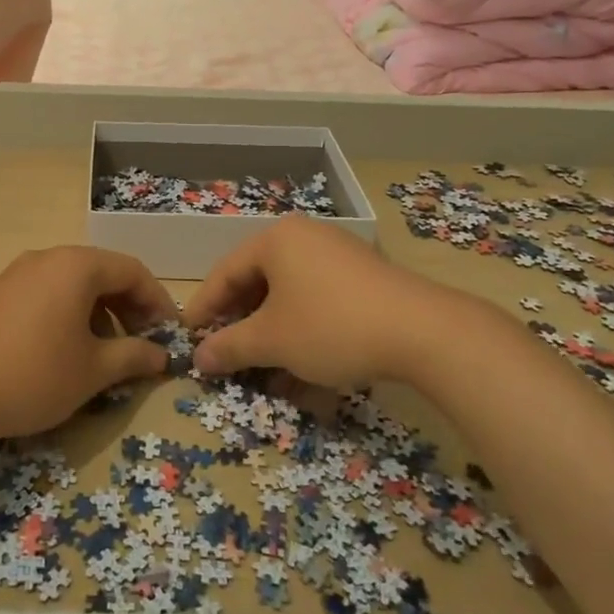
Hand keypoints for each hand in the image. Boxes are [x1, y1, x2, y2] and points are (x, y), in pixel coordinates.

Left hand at [0, 247, 178, 441]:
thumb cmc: (33, 374)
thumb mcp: (92, 370)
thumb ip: (133, 356)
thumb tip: (161, 355)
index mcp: (76, 266)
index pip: (133, 271)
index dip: (158, 302)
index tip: (170, 335)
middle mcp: (48, 258)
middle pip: (103, 273)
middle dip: (129, 307)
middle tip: (143, 344)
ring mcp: (18, 273)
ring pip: (74, 284)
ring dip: (100, 312)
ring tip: (106, 353)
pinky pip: (48, 293)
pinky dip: (70, 314)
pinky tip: (67, 350)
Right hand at [182, 216, 502, 385]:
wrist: (424, 332)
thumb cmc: (331, 326)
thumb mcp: (272, 341)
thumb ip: (229, 347)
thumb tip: (198, 359)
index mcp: (277, 240)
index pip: (226, 272)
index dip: (204, 307)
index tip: (189, 337)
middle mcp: (306, 238)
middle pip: (259, 283)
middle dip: (242, 326)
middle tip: (226, 355)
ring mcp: (339, 256)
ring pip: (291, 298)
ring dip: (274, 337)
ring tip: (266, 375)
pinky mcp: (366, 280)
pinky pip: (320, 303)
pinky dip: (305, 334)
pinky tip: (305, 372)